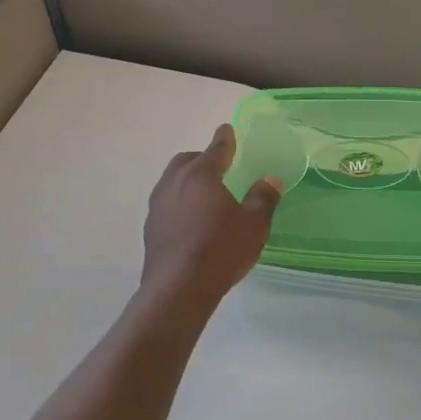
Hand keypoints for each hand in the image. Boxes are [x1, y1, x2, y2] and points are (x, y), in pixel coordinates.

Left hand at [140, 124, 281, 310]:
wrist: (178, 290)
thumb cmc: (220, 250)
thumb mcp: (254, 224)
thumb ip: (263, 198)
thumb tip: (270, 179)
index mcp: (201, 175)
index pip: (215, 149)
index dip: (224, 139)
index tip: (227, 129)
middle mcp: (174, 183)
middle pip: (187, 161)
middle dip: (202, 159)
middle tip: (218, 165)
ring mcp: (158, 206)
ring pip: (172, 181)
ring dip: (188, 181)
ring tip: (205, 194)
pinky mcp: (150, 229)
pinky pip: (167, 204)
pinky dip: (180, 202)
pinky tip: (191, 220)